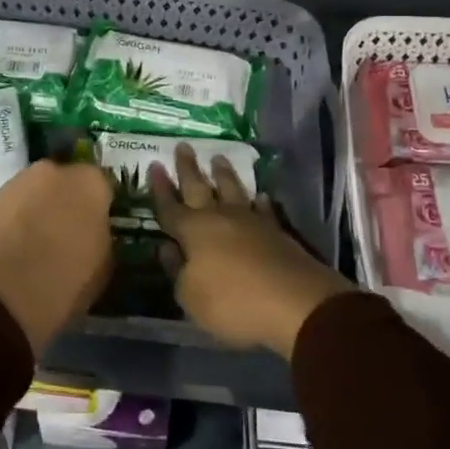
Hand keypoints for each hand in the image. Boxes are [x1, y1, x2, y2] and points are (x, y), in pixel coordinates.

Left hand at [0, 158, 113, 356]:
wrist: (4, 296)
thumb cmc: (65, 281)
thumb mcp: (103, 265)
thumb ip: (102, 235)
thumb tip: (94, 231)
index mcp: (90, 183)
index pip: (103, 186)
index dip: (100, 207)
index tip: (97, 227)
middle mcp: (55, 171)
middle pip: (67, 182)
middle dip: (68, 201)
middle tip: (67, 232)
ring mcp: (19, 182)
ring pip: (37, 191)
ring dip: (40, 207)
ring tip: (37, 242)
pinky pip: (13, 206)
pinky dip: (16, 219)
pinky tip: (15, 246)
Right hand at [150, 144, 351, 359]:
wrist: (295, 303)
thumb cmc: (233, 302)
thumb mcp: (190, 297)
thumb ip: (176, 270)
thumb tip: (166, 248)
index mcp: (193, 231)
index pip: (170, 207)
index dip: (160, 188)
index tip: (154, 165)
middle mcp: (219, 218)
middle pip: (199, 187)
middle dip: (189, 168)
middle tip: (184, 146)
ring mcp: (250, 221)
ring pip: (232, 190)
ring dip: (224, 175)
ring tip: (219, 158)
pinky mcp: (276, 231)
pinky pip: (263, 210)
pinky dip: (258, 202)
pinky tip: (258, 196)